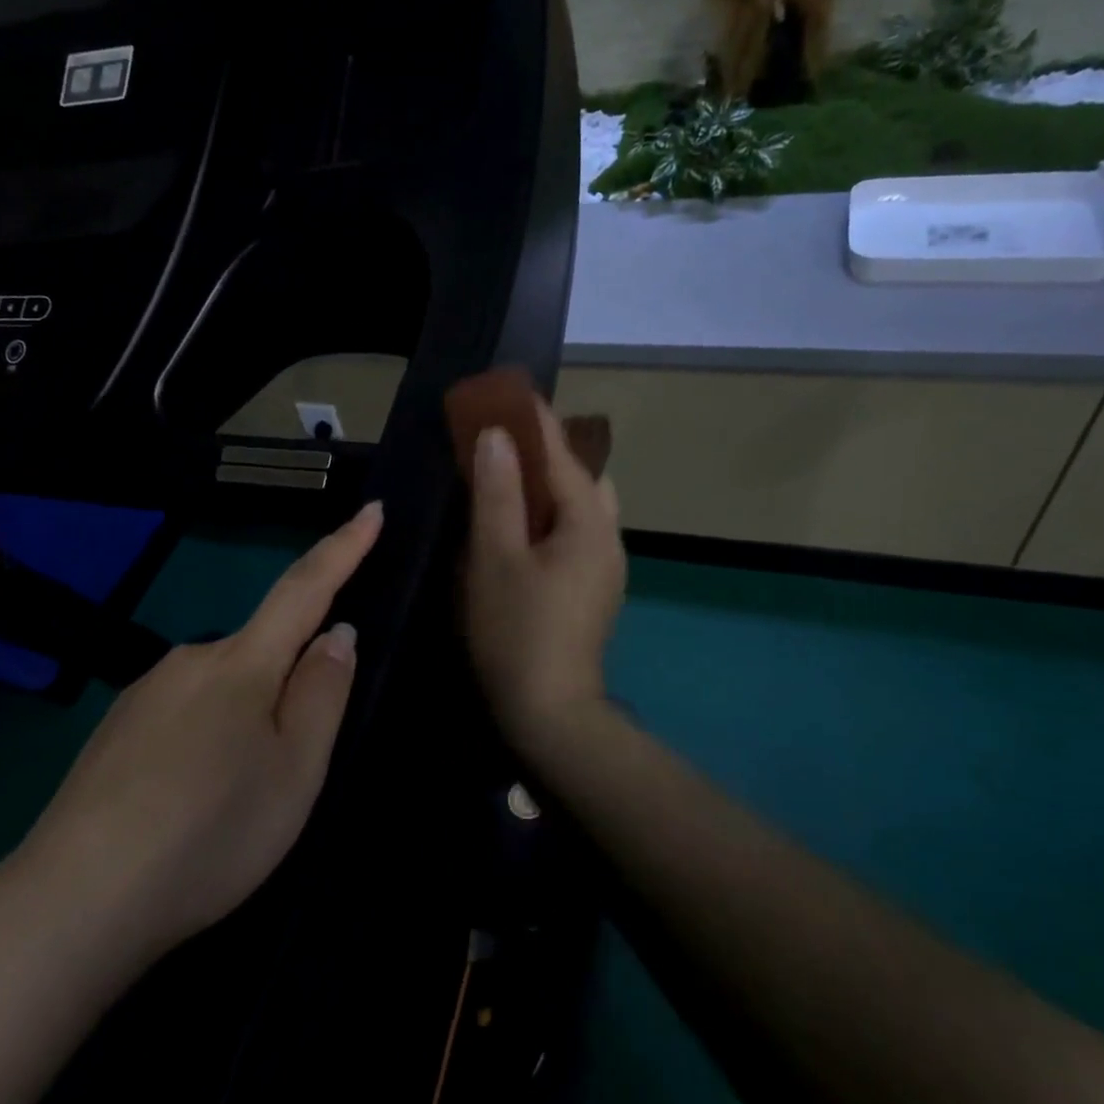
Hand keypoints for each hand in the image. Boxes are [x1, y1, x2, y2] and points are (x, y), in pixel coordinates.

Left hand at [20, 502, 382, 956]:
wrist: (74, 900)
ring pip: (220, 690)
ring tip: (233, 800)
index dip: (343, 549)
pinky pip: (182, 715)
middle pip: (260, 651)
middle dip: (287, 687)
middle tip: (290, 768)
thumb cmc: (211, 832)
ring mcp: (145, 693)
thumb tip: (335, 634)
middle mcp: (191, 659)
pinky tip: (187, 802)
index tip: (372, 510)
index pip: (304, 589)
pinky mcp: (114, 729)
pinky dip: (203, 743)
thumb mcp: (295, 772)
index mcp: (242, 663)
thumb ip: (322, 693)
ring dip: (243, 723)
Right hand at [464, 397, 626, 760]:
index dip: (533, 420)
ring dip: (549, 486)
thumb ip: (497, 493)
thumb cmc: (517, 631)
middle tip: (502, 442)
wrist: (551, 713)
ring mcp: (605, 566)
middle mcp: (607, 537)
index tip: (507, 391)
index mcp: (589, 523)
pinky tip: (520, 529)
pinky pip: (575, 533)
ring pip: (581, 507)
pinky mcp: (593, 589)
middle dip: (546, 452)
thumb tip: (497, 436)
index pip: (562, 454)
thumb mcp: (496, 559)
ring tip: (507, 480)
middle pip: (582, 476)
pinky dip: (550, 516)